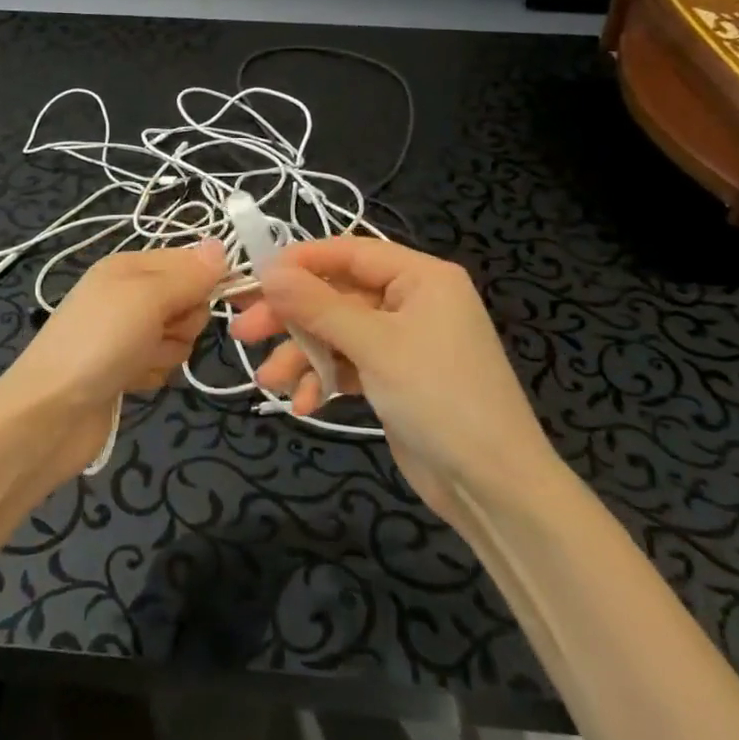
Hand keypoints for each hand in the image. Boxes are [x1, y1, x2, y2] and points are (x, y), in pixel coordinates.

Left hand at [1, 240, 225, 474]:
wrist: (49, 414)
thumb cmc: (98, 343)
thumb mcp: (146, 297)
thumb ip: (188, 275)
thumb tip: (220, 245)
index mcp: (128, 266)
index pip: (187, 261)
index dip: (201, 281)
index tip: (200, 301)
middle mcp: (127, 295)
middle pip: (187, 301)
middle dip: (183, 322)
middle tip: (158, 332)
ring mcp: (124, 334)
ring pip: (178, 337)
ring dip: (166, 353)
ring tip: (137, 361)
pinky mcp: (124, 369)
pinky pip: (161, 365)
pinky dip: (151, 375)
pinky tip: (130, 383)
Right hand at [230, 237, 559, 519]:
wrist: (494, 488)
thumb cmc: (439, 397)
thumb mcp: (375, 346)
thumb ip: (318, 306)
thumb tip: (268, 272)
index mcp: (421, 277)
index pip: (350, 252)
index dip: (300, 262)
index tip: (256, 276)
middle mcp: (412, 301)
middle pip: (337, 295)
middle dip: (293, 316)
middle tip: (245, 331)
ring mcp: (403, 342)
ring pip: (337, 333)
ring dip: (303, 355)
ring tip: (269, 381)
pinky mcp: (394, 378)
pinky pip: (349, 365)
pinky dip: (325, 379)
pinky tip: (305, 404)